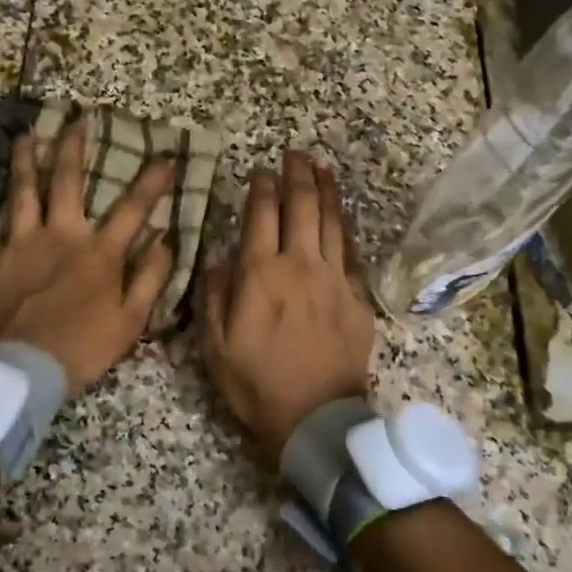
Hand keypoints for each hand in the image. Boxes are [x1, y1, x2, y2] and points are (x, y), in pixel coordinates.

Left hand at [0, 120, 176, 395]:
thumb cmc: (83, 348)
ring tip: (25, 132)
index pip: (133, 208)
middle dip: (73, 148)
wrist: (24, 372)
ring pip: (21, 191)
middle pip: (67, 182)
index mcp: (98, 253)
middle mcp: (60, 236)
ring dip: (24, 159)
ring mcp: (21, 244)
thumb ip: (150, 278)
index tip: (166, 155)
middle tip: (76, 119)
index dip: (152, 181)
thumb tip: (165, 240)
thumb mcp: (131, 321)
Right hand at [199, 150, 375, 470]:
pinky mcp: (357, 296)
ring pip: (330, 221)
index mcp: (261, 275)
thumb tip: (218, 256)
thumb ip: (214, 295)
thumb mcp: (215, 346)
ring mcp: (333, 278)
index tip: (261, 170)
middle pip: (301, 207)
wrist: (316, 417)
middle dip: (296, 175)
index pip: (261, 215)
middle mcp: (299, 265)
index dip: (262, 187)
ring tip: (321, 167)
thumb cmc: (257, 384)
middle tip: (294, 154)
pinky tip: (341, 212)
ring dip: (325, 190)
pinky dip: (344, 226)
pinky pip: (350, 250)